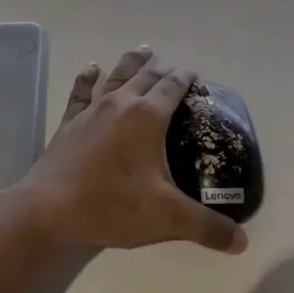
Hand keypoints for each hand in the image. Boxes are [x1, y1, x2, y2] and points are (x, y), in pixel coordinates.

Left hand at [11, 48, 247, 256]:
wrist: (50, 210)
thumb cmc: (113, 206)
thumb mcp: (167, 218)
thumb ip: (207, 227)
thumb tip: (243, 242)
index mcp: (147, 117)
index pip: (172, 87)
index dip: (185, 79)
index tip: (195, 76)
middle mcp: (121, 103)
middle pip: (145, 76)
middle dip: (161, 69)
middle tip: (172, 67)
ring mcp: (92, 110)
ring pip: (115, 75)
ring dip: (131, 62)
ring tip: (142, 50)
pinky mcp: (70, 121)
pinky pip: (81, 91)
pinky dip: (88, 77)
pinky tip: (90, 69)